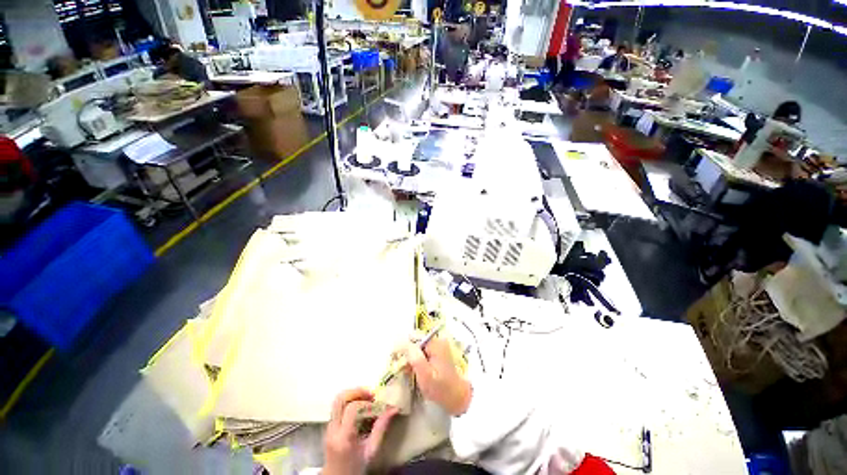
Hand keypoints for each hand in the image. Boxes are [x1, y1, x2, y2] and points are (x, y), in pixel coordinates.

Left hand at [323, 388, 397, 474]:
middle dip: (357, 391)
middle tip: (371, 394)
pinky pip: (339, 406)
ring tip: (367, 398)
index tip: (376, 406)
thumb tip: (394, 409)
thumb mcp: (371, 451)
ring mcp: (329, 426)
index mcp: (344, 437)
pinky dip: (350, 401)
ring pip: (338, 399)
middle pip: (340, 399)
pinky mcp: (329, 424)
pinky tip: (361, 407)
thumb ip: (381, 428)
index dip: (366, 403)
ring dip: (353, 394)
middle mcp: (333, 429)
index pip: (352, 409)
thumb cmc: (355, 467)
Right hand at [401, 336, 471, 415]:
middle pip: (416, 341)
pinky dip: (416, 360)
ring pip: (418, 347)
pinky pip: (422, 352)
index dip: (403, 347)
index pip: (414, 337)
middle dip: (407, 353)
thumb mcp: (425, 374)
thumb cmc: (440, 388)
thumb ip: (414, 357)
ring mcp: (438, 347)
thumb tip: (401, 343)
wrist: (456, 398)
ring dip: (411, 357)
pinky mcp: (437, 353)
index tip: (396, 359)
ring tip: (407, 371)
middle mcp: (437, 341)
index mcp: (435, 343)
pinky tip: (414, 371)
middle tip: (402, 367)